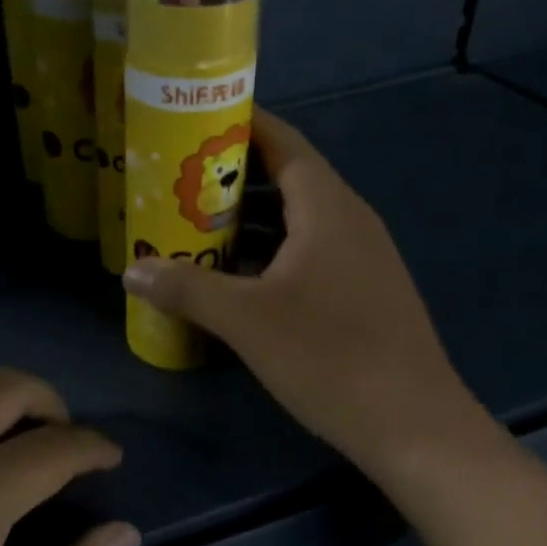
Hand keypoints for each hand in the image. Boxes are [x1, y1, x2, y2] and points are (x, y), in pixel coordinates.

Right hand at [122, 109, 495, 476]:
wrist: (414, 426)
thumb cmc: (329, 356)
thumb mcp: (245, 320)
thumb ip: (186, 287)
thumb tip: (132, 269)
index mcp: (327, 208)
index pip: (283, 143)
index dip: (242, 124)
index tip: (195, 119)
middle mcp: (349, 220)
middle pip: (287, 179)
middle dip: (233, 177)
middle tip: (179, 180)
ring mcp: (361, 258)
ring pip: (297, 221)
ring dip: (250, 219)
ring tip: (195, 225)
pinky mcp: (362, 291)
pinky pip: (309, 252)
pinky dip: (270, 252)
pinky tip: (236, 278)